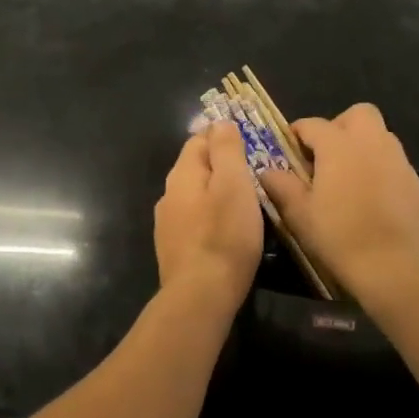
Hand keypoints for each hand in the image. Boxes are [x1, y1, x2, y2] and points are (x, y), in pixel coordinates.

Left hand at [154, 120, 263, 302]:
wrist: (200, 295)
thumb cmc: (224, 235)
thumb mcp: (233, 184)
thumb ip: (226, 150)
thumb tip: (220, 122)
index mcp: (182, 174)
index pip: (199, 140)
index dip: (222, 137)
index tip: (248, 143)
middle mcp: (168, 195)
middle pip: (195, 168)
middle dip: (219, 166)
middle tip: (251, 173)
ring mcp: (167, 224)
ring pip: (193, 196)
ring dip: (214, 193)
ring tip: (242, 202)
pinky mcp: (173, 249)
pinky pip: (193, 221)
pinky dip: (209, 218)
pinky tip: (225, 230)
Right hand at [258, 104, 418, 300]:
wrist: (396, 269)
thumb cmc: (340, 237)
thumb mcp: (300, 215)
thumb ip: (281, 186)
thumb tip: (268, 171)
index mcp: (339, 145)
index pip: (313, 124)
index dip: (298, 134)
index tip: (289, 150)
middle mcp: (372, 143)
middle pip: (358, 114)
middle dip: (340, 126)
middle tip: (326, 156)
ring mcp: (399, 162)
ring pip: (380, 136)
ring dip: (362, 146)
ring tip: (347, 178)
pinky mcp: (416, 184)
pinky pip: (394, 164)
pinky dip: (380, 170)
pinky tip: (371, 199)